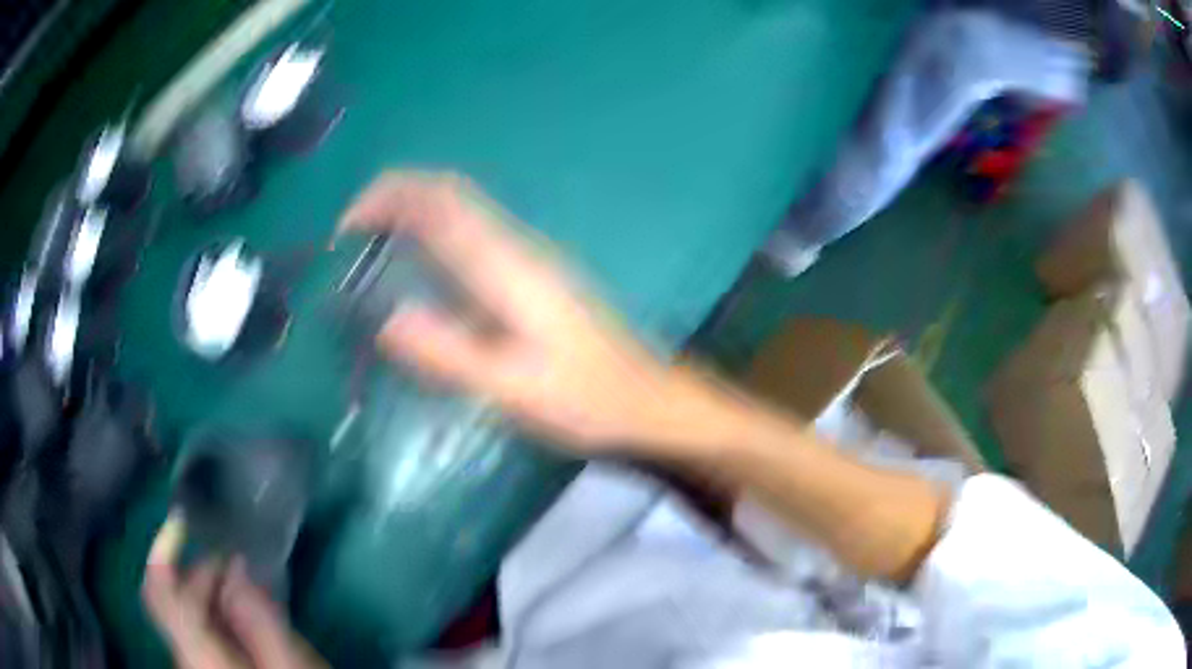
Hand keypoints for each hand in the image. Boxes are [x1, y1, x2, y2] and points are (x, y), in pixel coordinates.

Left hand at [142, 515, 323, 668]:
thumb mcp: (286, 661)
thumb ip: (259, 616)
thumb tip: (236, 566)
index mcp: (197, 652)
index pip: (160, 591)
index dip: (163, 548)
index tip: (183, 519)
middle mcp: (183, 653)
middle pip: (175, 598)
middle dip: (204, 572)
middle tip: (241, 564)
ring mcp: (191, 660)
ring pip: (188, 612)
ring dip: (214, 592)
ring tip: (251, 591)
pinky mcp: (202, 665)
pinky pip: (199, 628)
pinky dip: (217, 612)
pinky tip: (245, 617)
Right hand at [340, 171, 742, 455]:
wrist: (647, 402)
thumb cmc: (586, 400)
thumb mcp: (513, 389)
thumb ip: (449, 354)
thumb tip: (385, 320)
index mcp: (507, 265)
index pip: (440, 203)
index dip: (388, 197)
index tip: (344, 228)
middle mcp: (516, 248)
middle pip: (448, 195)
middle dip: (393, 200)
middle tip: (348, 239)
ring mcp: (527, 259)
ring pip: (459, 213)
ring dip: (410, 216)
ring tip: (368, 252)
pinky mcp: (531, 278)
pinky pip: (471, 239)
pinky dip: (432, 238)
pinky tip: (417, 276)